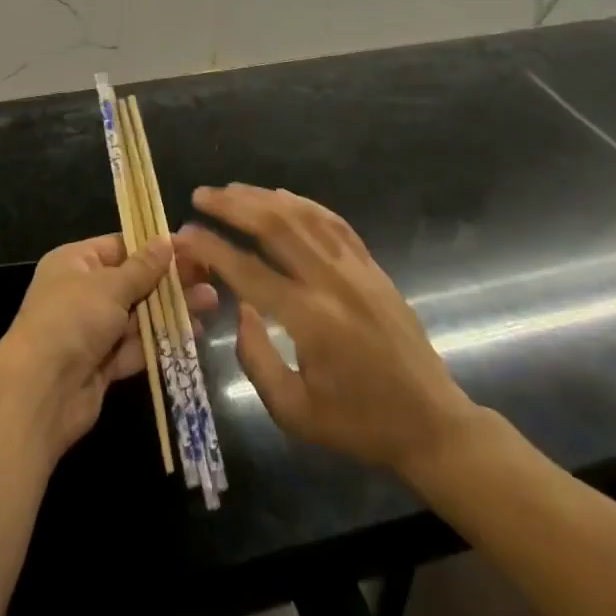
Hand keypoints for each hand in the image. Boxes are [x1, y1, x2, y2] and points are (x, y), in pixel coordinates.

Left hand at [0, 234, 216, 461]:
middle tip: (210, 275)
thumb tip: (166, 240)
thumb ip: (142, 267)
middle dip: (170, 280)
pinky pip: (136, 346)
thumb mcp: (109, 285)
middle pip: (133, 281)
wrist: (40, 392)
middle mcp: (82, 292)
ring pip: (139, 314)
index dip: (155, 247)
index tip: (191, 247)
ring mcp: (92, 330)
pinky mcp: (103, 365)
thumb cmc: (72, 319)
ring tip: (211, 302)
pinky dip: (161, 340)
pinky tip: (193, 332)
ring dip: (172, 309)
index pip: (120, 246)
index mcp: (75, 262)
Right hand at [176, 186, 478, 486]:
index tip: (184, 235)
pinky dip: (303, 203)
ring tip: (230, 190)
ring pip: (302, 215)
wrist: (432, 424)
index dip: (211, 248)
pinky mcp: (372, 265)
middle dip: (232, 205)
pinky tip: (280, 196)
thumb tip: (238, 309)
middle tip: (200, 196)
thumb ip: (256, 360)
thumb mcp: (295, 413)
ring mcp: (356, 268)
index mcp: (310, 320)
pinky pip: (333, 221)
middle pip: (274, 225)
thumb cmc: (358, 424)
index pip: (247, 270)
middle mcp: (331, 282)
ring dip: (262, 197)